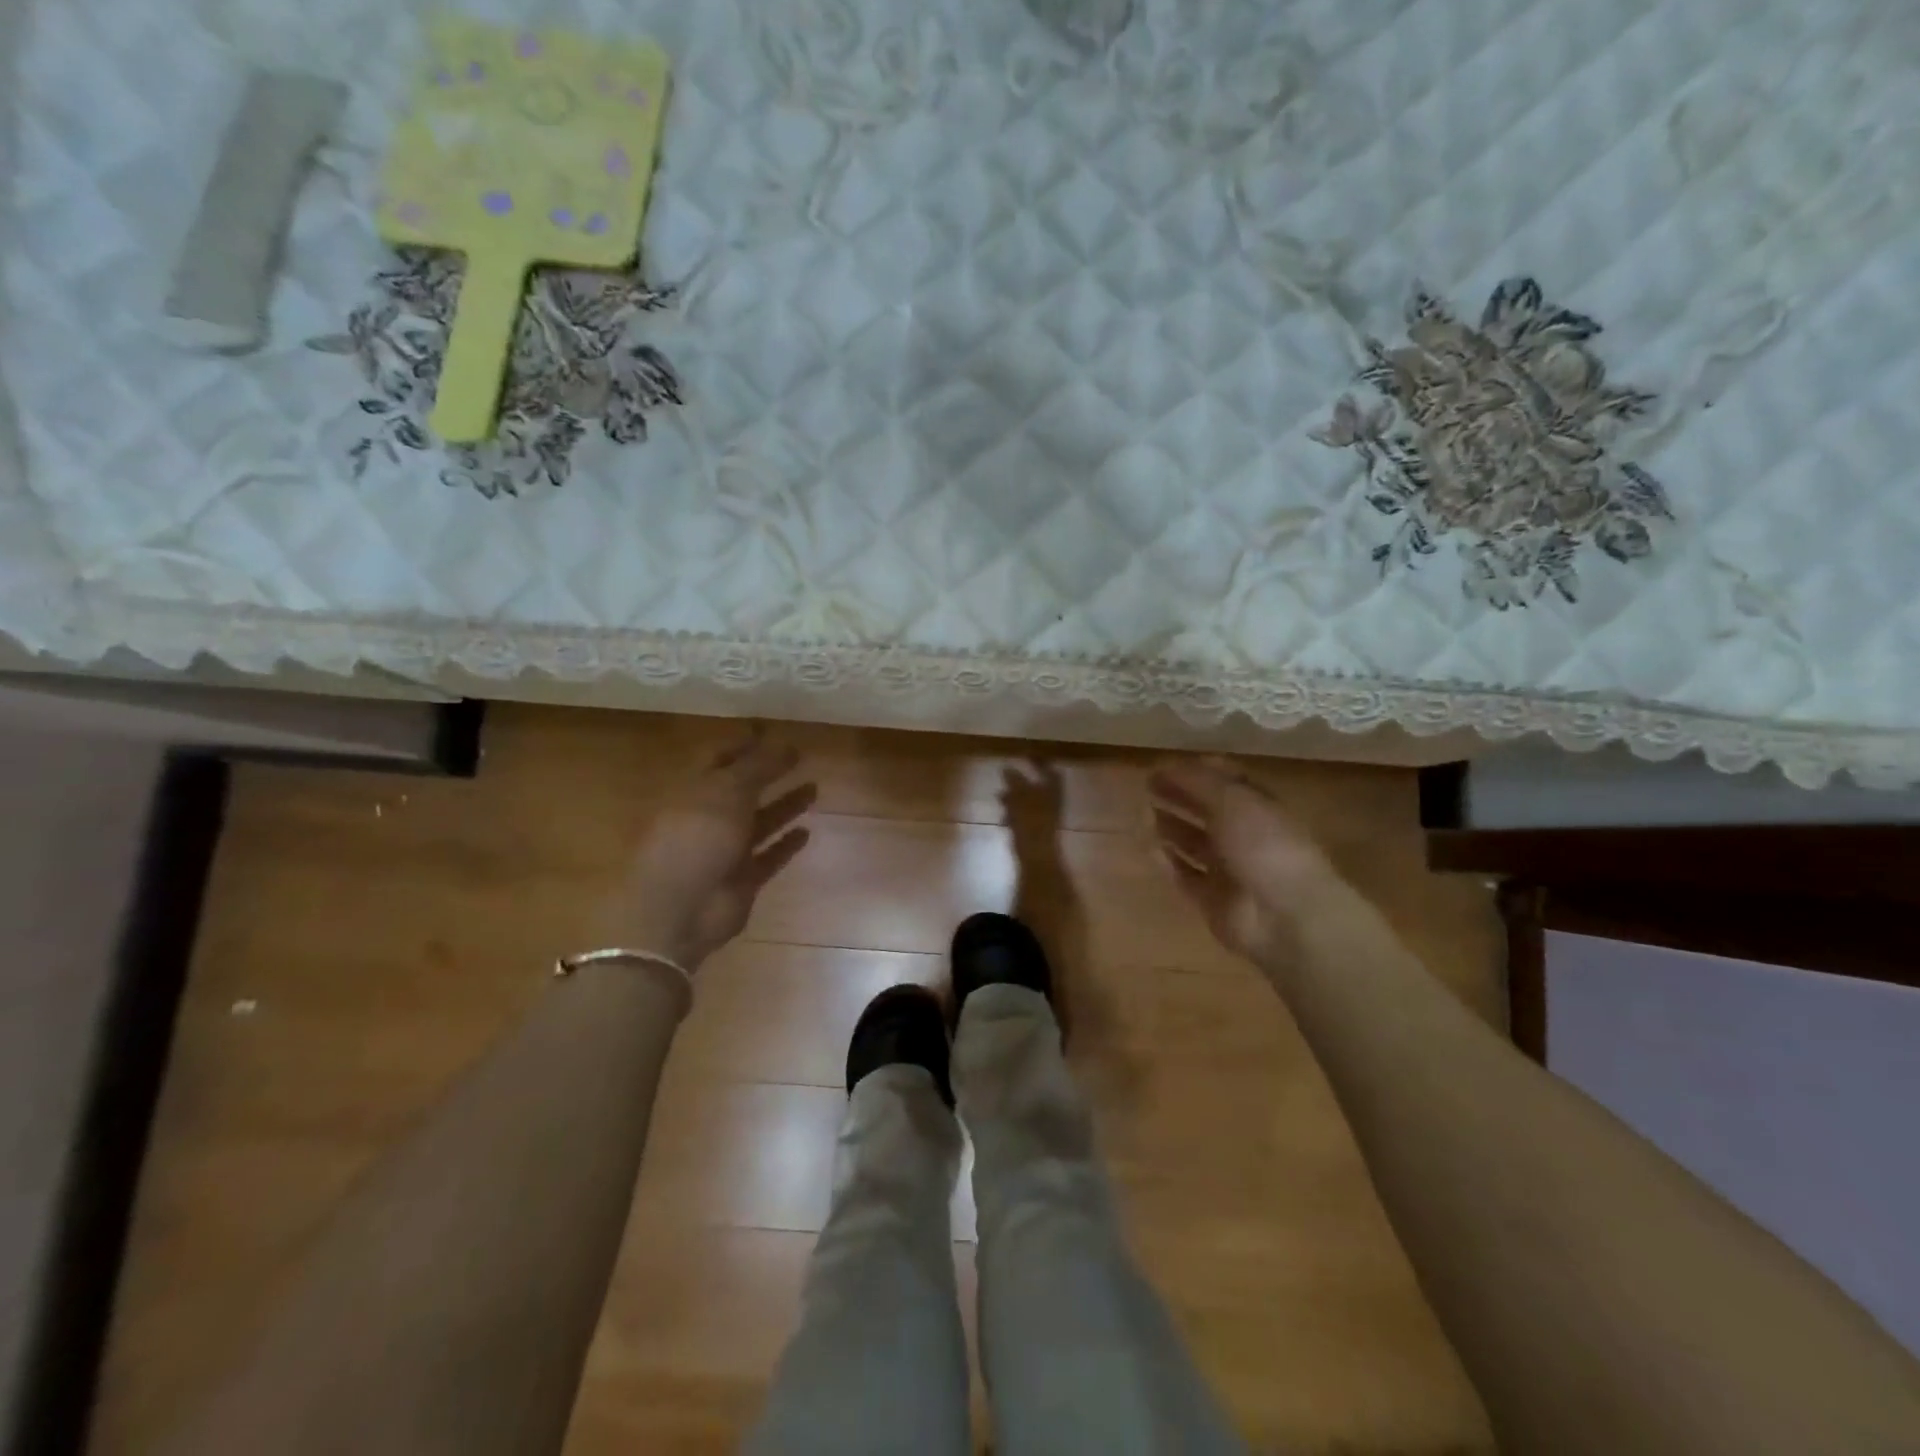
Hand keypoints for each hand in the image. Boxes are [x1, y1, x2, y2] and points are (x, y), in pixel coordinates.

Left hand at [599, 734, 815, 970]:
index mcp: (693, 790)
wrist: (680, 909)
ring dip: (784, 805)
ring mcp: (724, 851)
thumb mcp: (727, 789)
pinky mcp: (741, 880)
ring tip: (814, 788)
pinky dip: (785, 845)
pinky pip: (768, 857)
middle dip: (768, 773)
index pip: (720, 758)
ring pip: (759, 822)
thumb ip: (758, 765)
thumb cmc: (697, 837)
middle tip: (800, 756)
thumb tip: (784, 742)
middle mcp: (707, 817)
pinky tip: (807, 831)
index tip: (772, 729)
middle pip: (742, 789)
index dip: (745, 743)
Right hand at [1148, 758, 1341, 971]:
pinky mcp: (1213, 900)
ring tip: (1143, 813)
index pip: (1226, 780)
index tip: (1163, 765)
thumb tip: (1164, 767)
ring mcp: (1229, 869)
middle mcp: (1245, 835)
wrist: (1285, 915)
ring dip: (1171, 827)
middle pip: (1207, 810)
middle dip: (1180, 796)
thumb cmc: (1264, 845)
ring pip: (1195, 843)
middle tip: (1147, 786)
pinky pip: (1185, 876)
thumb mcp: (1232, 799)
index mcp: (1259, 806)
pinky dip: (1168, 863)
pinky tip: (1148, 849)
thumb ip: (1197, 781)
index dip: (1196, 770)